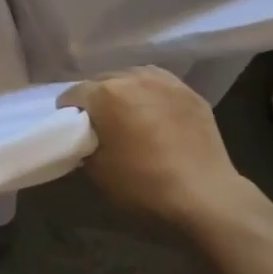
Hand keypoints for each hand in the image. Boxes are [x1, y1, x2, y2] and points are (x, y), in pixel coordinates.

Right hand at [60, 68, 272, 233]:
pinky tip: (155, 114)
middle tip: (100, 126)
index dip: (68, 113)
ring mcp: (165, 81)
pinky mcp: (189, 91)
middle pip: (102, 81)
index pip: (73, 94)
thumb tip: (85, 139)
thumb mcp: (97, 172)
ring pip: (132, 77)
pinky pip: (159, 85)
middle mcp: (133, 77)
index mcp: (105, 94)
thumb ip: (83, 146)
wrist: (204, 196)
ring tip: (129, 116)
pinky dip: (151, 95)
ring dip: (124, 92)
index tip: (72, 131)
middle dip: (96, 100)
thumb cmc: (143, 185)